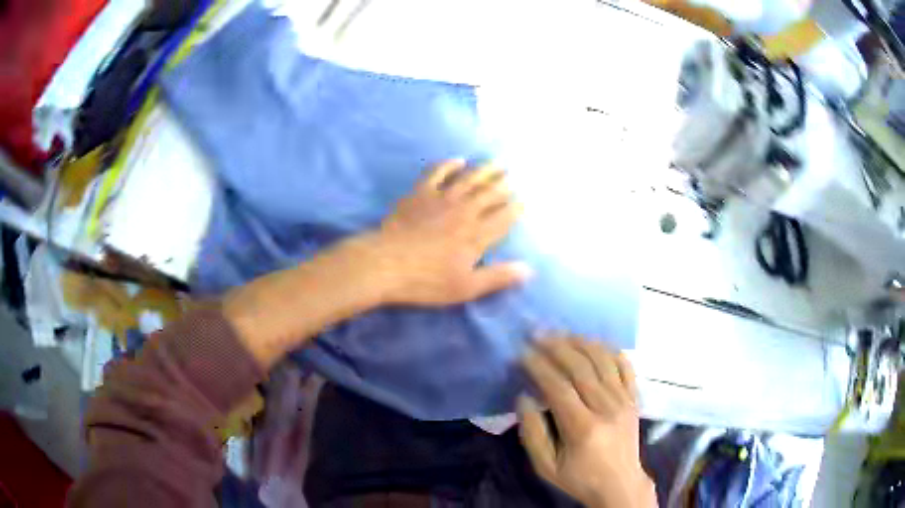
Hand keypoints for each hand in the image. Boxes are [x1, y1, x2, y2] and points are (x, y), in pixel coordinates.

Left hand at [361, 159, 530, 305]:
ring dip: (485, 170)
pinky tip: (458, 160)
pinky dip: (449, 165)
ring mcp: (442, 199)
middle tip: (514, 178)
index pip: (503, 218)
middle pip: (490, 194)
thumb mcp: (465, 287)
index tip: (524, 201)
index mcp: (477, 236)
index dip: (516, 209)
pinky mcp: (421, 193)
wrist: (386, 264)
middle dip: (504, 185)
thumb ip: (497, 277)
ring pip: (470, 180)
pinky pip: (438, 173)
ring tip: (498, 163)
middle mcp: (464, 212)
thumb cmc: (426, 280)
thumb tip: (528, 270)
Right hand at [519, 338, 655, 507]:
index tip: (522, 352)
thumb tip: (524, 397)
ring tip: (561, 332)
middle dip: (556, 346)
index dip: (538, 366)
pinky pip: (625, 365)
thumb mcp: (545, 466)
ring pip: (603, 360)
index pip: (558, 387)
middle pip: (581, 368)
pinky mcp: (634, 398)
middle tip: (537, 333)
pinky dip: (609, 349)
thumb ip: (532, 433)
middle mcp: (606, 408)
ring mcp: (624, 400)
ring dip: (580, 342)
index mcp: (583, 428)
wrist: (620, 484)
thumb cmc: (579, 477)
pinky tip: (593, 342)